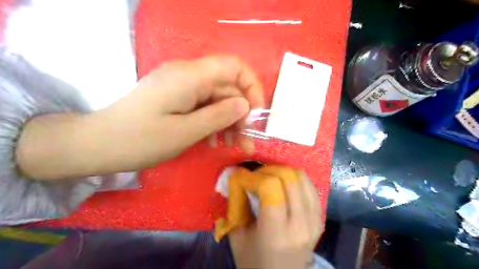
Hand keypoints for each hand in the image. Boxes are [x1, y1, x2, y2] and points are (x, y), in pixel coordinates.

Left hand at [17, 56, 265, 179]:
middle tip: (245, 143)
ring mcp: (182, 87)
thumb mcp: (185, 131)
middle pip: (227, 88)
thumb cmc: (140, 140)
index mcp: (190, 76)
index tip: (256, 113)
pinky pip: (204, 107)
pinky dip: (213, 123)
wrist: (98, 144)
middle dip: (240, 115)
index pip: (233, 66)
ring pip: (217, 100)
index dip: (251, 86)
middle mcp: (188, 76)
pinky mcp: (177, 99)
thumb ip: (219, 116)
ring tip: (233, 146)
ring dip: (228, 122)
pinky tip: (213, 141)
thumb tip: (245, 105)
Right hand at [229, 171, 324, 267]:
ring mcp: (315, 220)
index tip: (241, 177)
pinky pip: (309, 185)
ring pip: (301, 177)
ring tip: (268, 178)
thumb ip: (236, 203)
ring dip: (281, 171)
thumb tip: (236, 174)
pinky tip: (283, 185)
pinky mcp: (320, 218)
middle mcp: (301, 224)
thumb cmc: (254, 262)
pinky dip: (294, 179)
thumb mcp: (237, 235)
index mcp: (276, 233)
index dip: (253, 177)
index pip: (270, 187)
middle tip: (254, 176)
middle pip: (288, 177)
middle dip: (267, 170)